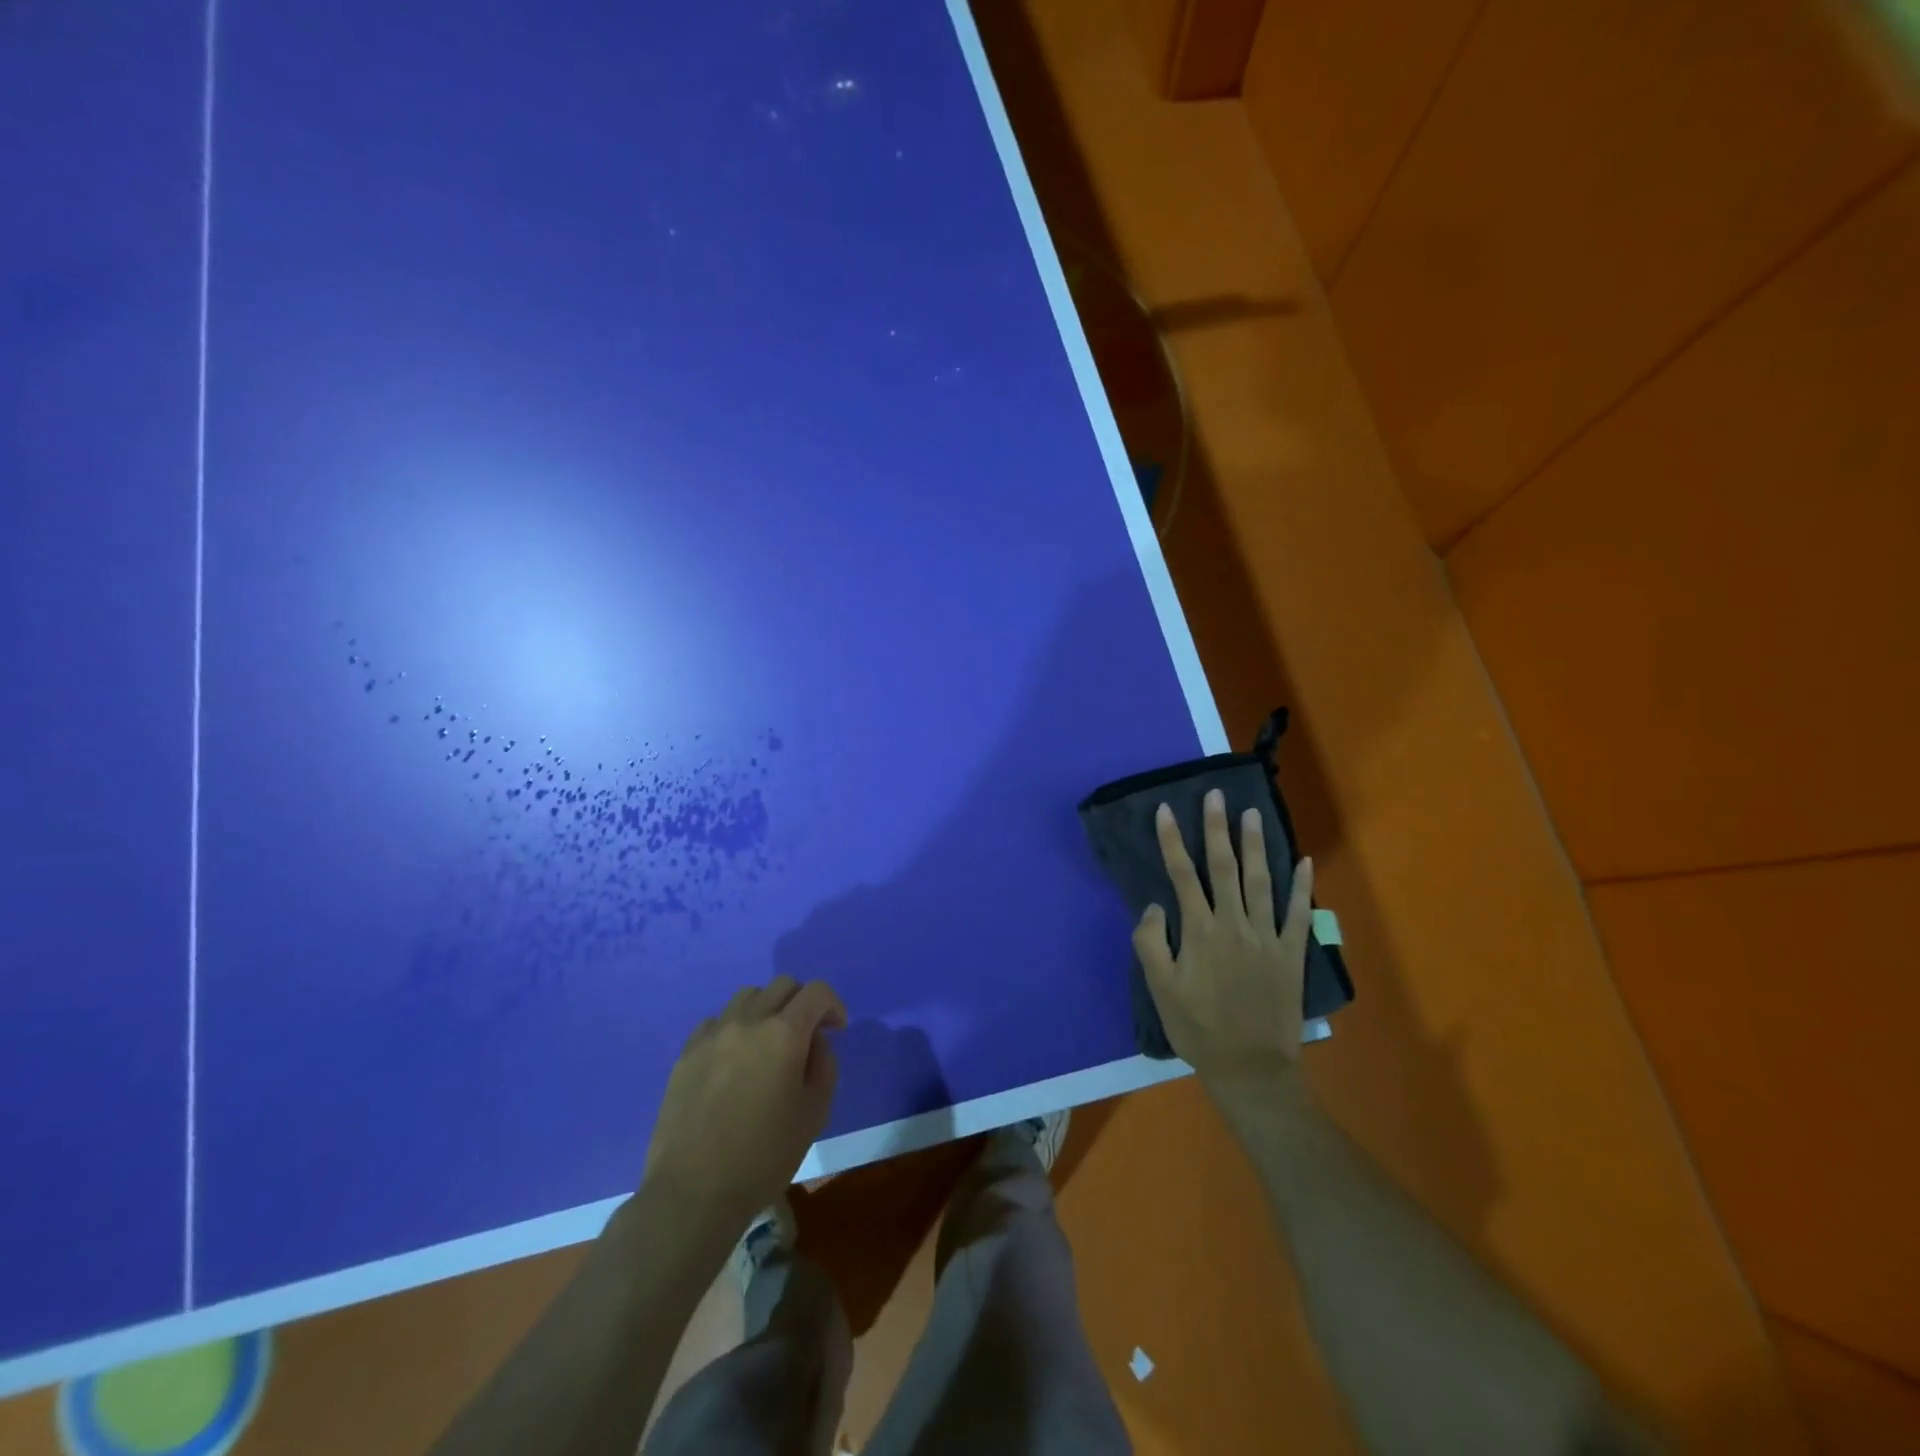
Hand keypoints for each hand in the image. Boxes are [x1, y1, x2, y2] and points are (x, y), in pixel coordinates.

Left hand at [642, 975, 846, 1227]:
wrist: (693, 1193)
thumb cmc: (763, 1158)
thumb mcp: (814, 1114)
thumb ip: (823, 1066)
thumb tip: (814, 1042)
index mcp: (784, 1034)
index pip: (817, 992)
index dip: (833, 1005)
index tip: (837, 1030)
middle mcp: (748, 1021)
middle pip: (783, 985)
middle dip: (802, 1003)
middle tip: (806, 1036)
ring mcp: (713, 1034)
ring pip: (748, 996)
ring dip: (767, 1009)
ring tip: (768, 1044)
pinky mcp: (686, 1052)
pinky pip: (717, 1020)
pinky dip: (734, 1027)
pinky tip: (734, 1060)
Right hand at [1133, 788, 1314, 1086]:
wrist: (1251, 1069)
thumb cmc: (1198, 1029)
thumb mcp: (1160, 990)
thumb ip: (1151, 943)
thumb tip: (1156, 905)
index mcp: (1199, 931)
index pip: (1182, 874)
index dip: (1172, 840)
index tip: (1166, 810)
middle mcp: (1234, 924)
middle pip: (1223, 867)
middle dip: (1217, 829)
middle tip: (1216, 796)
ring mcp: (1267, 937)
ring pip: (1260, 881)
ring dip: (1256, 845)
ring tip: (1252, 815)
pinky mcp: (1292, 954)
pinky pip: (1298, 914)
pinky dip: (1301, 886)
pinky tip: (1303, 861)